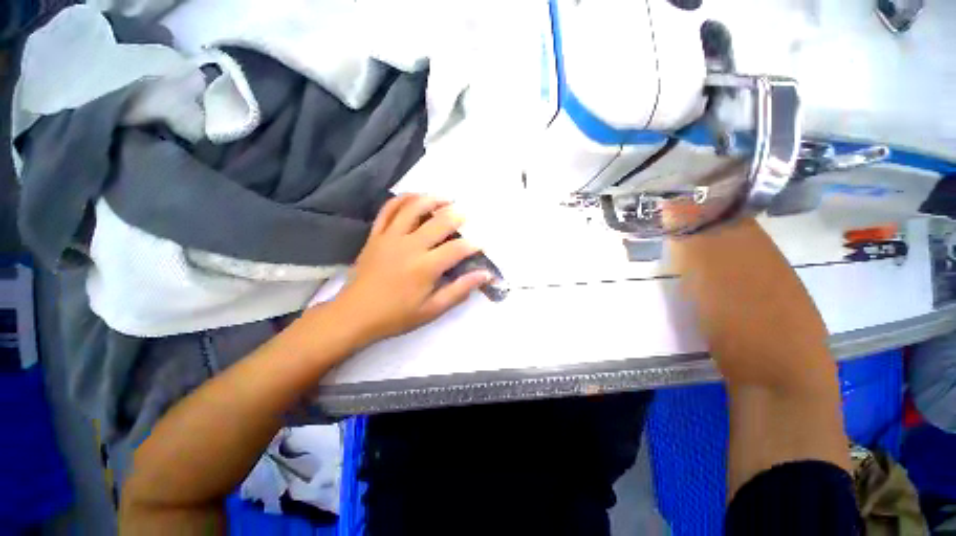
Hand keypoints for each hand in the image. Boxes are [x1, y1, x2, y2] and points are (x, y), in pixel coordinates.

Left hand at [329, 194, 491, 346]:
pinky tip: (415, 197)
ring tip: (446, 199)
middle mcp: (410, 246)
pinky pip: (388, 209)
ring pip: (414, 208)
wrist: (355, 314)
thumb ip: (459, 290)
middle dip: (457, 216)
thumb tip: (485, 275)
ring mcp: (390, 237)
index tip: (481, 244)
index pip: (457, 249)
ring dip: (433, 199)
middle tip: (466, 216)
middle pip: (439, 222)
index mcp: (425, 267)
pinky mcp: (376, 234)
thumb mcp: (432, 309)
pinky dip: (403, 199)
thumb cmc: (397, 315)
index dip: (473, 245)